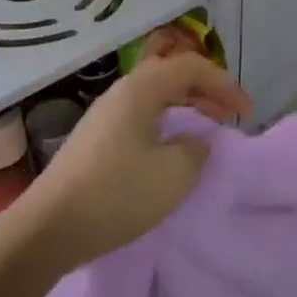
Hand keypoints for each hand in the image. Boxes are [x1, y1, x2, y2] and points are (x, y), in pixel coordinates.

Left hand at [10, 54, 251, 272]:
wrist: (50, 228)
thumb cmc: (118, 193)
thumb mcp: (175, 173)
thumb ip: (196, 148)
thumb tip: (195, 140)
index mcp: (140, 90)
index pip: (190, 67)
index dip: (224, 84)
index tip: (246, 111)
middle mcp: (120, 94)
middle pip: (169, 77)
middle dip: (205, 92)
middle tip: (229, 116)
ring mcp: (103, 117)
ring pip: (153, 98)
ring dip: (184, 109)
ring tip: (205, 131)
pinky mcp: (94, 141)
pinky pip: (140, 118)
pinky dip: (164, 125)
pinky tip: (170, 150)